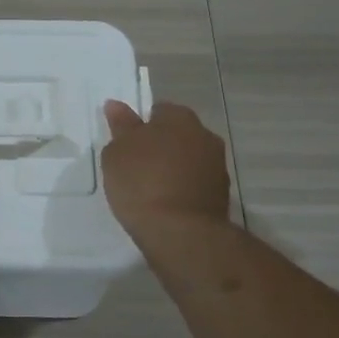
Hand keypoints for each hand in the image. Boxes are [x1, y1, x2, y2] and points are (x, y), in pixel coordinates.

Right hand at [101, 100, 230, 233]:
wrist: (180, 232)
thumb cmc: (142, 183)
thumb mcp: (117, 152)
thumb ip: (120, 126)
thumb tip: (116, 105)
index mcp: (179, 117)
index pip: (158, 111)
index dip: (140, 126)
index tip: (126, 145)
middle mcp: (205, 135)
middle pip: (177, 134)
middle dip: (160, 146)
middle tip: (135, 166)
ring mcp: (217, 166)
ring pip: (188, 160)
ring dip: (173, 168)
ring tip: (149, 189)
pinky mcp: (222, 195)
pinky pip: (195, 184)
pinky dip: (183, 189)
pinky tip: (165, 205)